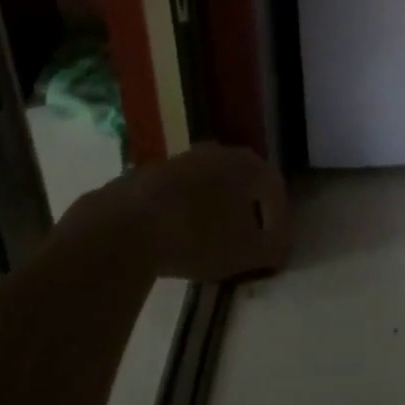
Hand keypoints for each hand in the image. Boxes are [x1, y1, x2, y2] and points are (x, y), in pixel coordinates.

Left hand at [125, 144, 289, 280]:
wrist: (125, 227)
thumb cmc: (200, 235)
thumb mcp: (247, 252)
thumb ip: (273, 249)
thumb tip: (278, 247)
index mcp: (247, 164)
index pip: (274, 189)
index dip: (278, 221)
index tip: (274, 250)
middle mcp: (216, 153)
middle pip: (239, 183)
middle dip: (244, 212)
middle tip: (243, 242)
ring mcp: (178, 161)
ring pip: (204, 186)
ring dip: (210, 212)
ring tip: (205, 244)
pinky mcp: (143, 177)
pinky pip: (173, 197)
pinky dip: (179, 215)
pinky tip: (171, 241)